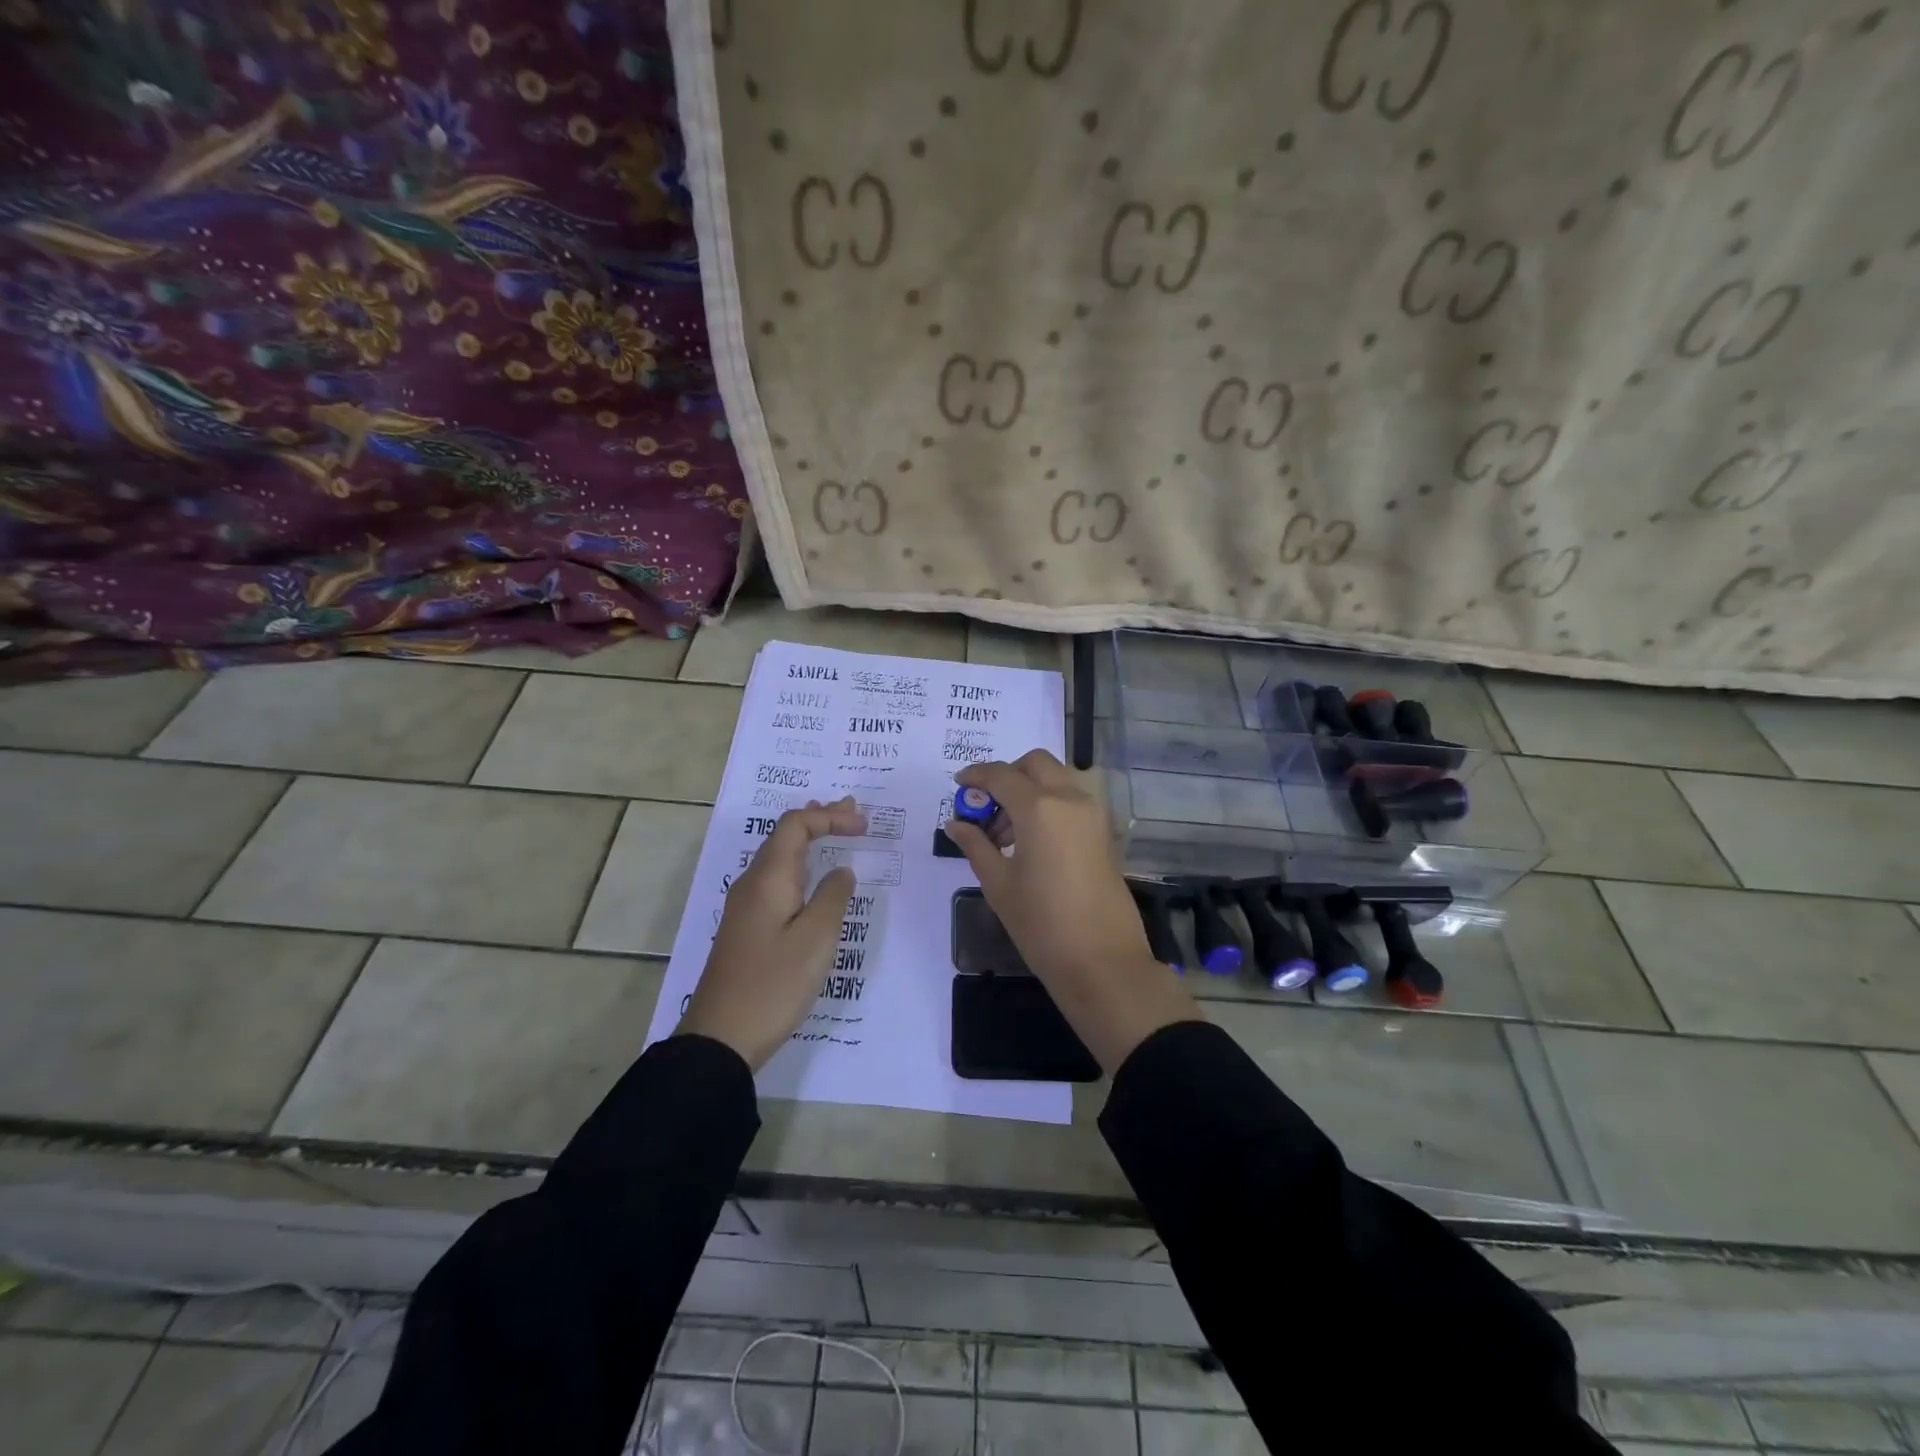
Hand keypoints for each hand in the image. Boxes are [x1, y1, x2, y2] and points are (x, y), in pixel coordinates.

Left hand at [676, 797, 865, 1070]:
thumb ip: (833, 897)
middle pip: (785, 835)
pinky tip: (814, 879)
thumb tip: (841, 871)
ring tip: (837, 832)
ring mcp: (746, 906)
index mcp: (768, 878)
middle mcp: (752, 883)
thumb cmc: (774, 984)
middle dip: (820, 820)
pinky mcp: (747, 928)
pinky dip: (801, 866)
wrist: (721, 1037)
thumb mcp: (816, 939)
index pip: (796, 825)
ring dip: (810, 841)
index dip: (831, 817)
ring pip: (780, 857)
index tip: (864, 826)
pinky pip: (777, 880)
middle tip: (853, 813)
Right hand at [946, 751, 1199, 1072]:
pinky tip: (1031, 842)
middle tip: (986, 807)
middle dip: (1007, 775)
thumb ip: (976, 845)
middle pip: (1035, 764)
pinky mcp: (1104, 832)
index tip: (958, 785)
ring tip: (1006, 835)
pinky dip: (1049, 804)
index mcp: (1039, 808)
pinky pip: (1071, 800)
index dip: (975, 775)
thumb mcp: (999, 885)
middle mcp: (1070, 799)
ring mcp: (1092, 814)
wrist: (1103, 961)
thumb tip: (956, 824)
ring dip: (1029, 790)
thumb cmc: (1042, 925)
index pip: (1000, 775)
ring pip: (1056, 779)